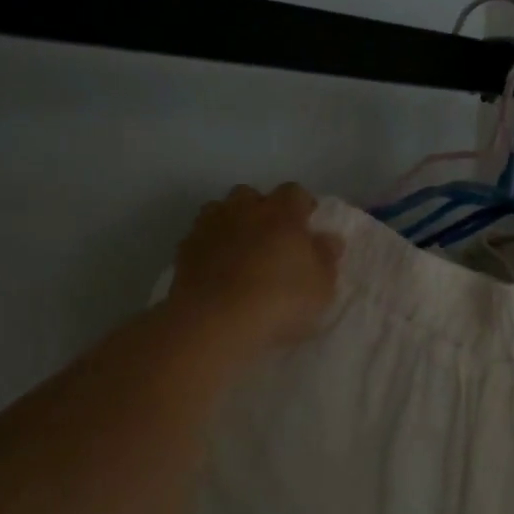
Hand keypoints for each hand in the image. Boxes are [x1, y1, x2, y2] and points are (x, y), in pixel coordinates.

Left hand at [169, 183, 343, 351]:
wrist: (216, 321)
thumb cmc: (280, 300)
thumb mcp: (321, 287)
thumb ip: (326, 258)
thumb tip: (328, 238)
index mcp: (282, 213)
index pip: (294, 192)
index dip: (301, 205)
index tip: (307, 222)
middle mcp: (244, 210)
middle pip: (251, 194)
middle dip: (261, 209)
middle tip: (271, 236)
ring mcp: (210, 226)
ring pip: (219, 210)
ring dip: (230, 222)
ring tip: (239, 249)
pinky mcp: (185, 249)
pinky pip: (200, 236)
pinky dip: (209, 245)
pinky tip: (215, 268)